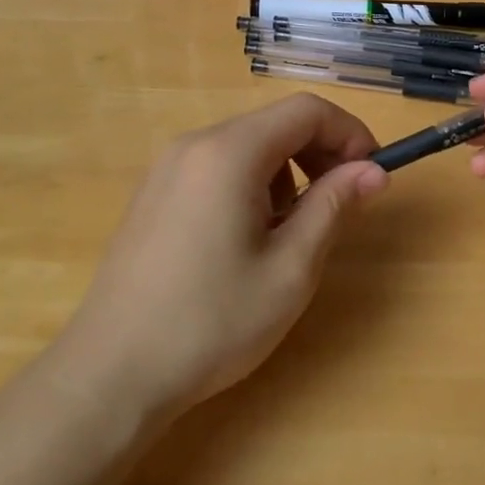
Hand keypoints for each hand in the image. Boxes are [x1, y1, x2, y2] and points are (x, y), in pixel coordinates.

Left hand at [56, 93, 386, 421]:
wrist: (111, 374)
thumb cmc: (211, 322)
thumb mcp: (290, 268)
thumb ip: (334, 207)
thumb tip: (374, 170)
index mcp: (230, 152)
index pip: (306, 111)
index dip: (349, 133)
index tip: (371, 175)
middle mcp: (195, 144)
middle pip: (275, 124)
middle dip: (319, 154)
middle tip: (340, 205)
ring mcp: (168, 167)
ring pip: (247, 146)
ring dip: (286, 173)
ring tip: (287, 234)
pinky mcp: (154, 193)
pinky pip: (217, 167)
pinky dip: (250, 184)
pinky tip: (244, 240)